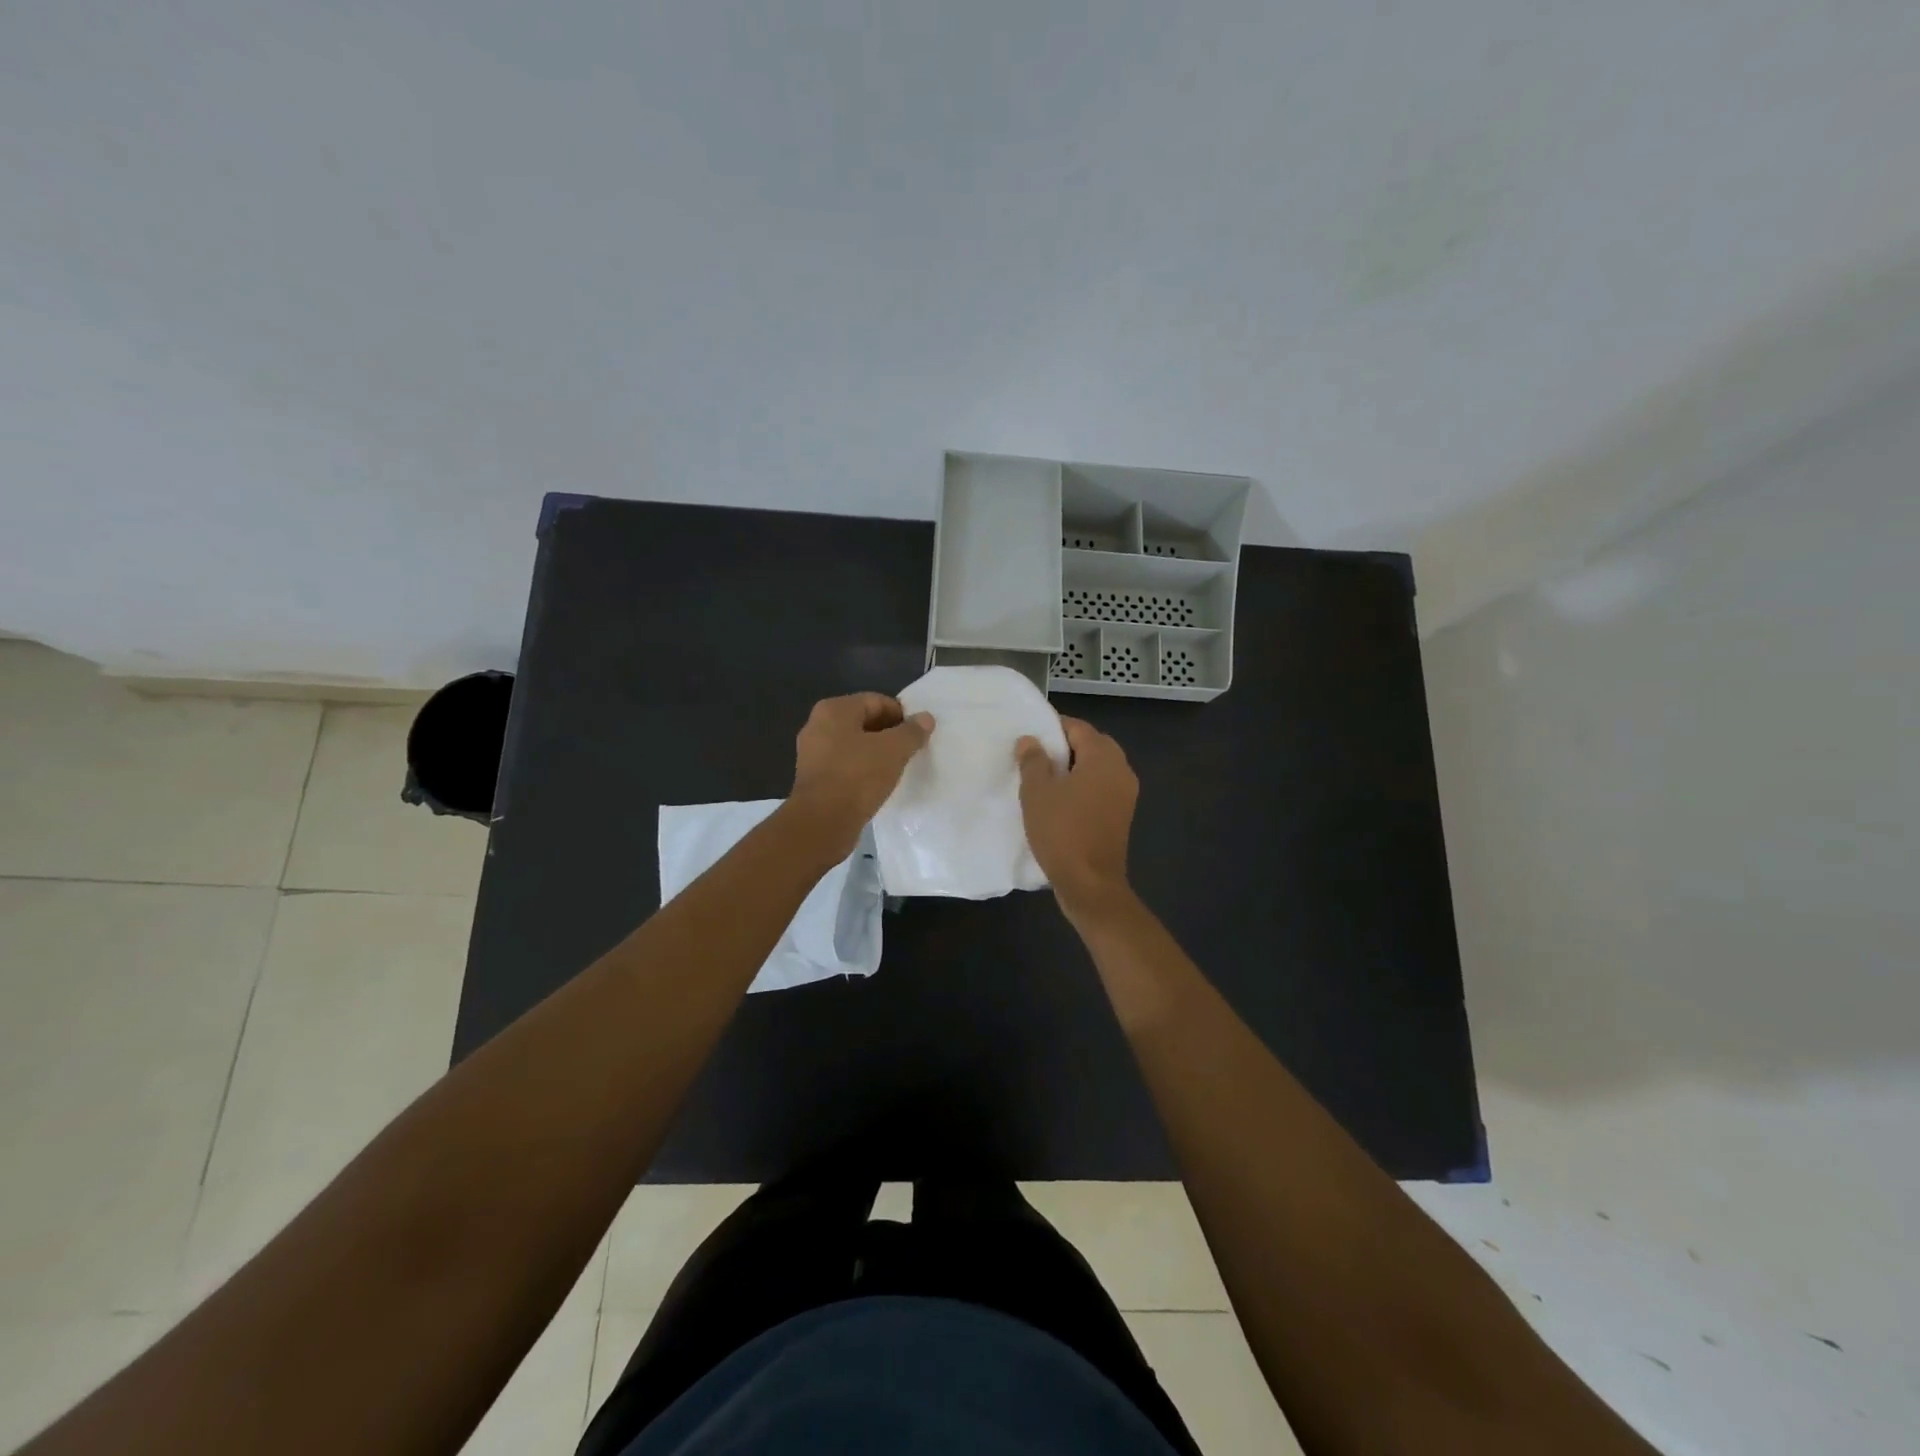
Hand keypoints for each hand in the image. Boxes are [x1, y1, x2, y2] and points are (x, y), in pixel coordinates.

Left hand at [788, 693, 934, 858]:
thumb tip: (925, 718)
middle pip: (863, 721)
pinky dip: (863, 769)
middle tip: (911, 750)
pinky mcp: (814, 777)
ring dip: (876, 752)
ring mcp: (813, 752)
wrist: (823, 822)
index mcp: (834, 710)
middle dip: (889, 733)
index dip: (901, 714)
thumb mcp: (893, 750)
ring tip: (898, 767)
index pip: (876, 701)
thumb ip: (911, 732)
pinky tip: (878, 783)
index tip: (918, 733)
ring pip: (854, 744)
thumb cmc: (858, 776)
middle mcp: (818, 725)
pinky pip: (845, 765)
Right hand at [1016, 717, 1138, 922]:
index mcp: (1103, 758)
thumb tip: (1030, 740)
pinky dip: (1084, 786)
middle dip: (1065, 746)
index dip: (1053, 727)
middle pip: (1093, 745)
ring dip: (1075, 767)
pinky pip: (1102, 787)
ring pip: (1098, 767)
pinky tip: (1062, 800)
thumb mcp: (1037, 792)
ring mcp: (1126, 794)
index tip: (1030, 736)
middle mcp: (1121, 770)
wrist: (1090, 883)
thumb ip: (1033, 760)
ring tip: (1046, 778)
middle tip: (1036, 756)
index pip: (1079, 728)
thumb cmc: (1061, 831)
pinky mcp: (1122, 815)